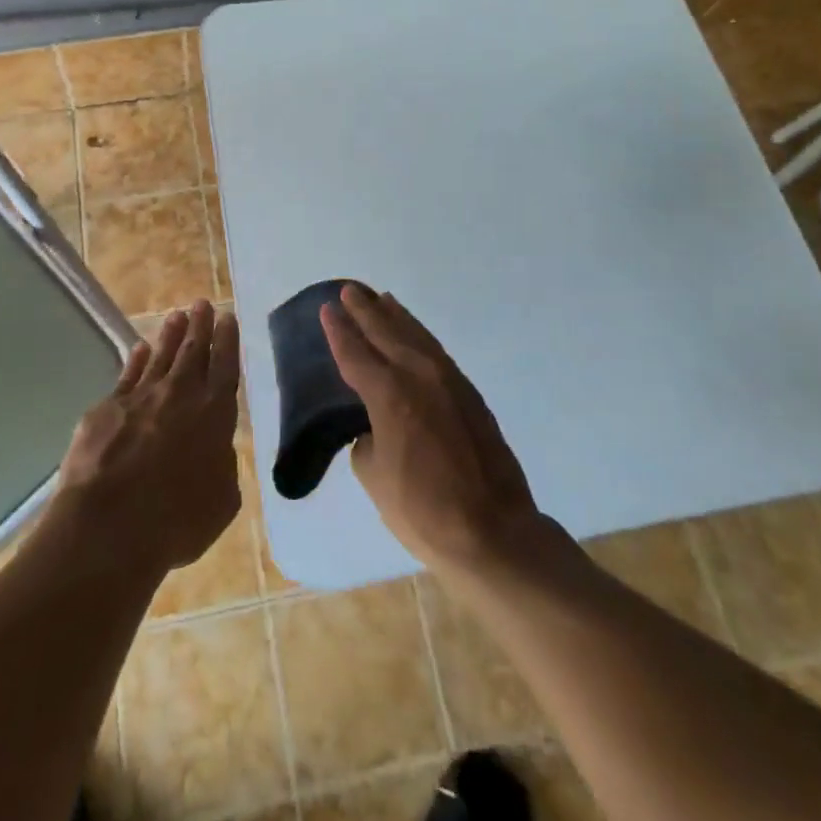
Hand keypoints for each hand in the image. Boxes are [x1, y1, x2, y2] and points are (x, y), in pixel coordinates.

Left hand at [54, 300, 241, 578]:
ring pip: (160, 356)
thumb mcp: (221, 501)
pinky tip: (139, 348)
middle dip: (200, 325)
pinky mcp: (106, 409)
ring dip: (170, 335)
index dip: (227, 340)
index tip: (228, 317)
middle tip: (202, 303)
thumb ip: (223, 466)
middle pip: (193, 351)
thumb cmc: (176, 522)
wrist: (109, 527)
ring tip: (176, 315)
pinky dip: (135, 360)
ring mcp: (140, 397)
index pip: (225, 366)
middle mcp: (179, 395)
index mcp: (214, 414)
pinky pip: (127, 375)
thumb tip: (215, 451)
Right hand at [321, 283, 542, 572]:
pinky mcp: (469, 392)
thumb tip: (377, 427)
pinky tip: (414, 334)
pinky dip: (419, 336)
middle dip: (365, 310)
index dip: (338, 331)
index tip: (327, 309)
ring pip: (415, 335)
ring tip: (381, 299)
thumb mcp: (375, 476)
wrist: (493, 530)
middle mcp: (417, 375)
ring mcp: (448, 380)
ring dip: (396, 316)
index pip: (355, 353)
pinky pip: (435, 351)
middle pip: (386, 331)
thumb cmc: (422, 509)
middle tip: (350, 290)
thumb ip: (368, 439)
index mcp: (388, 393)